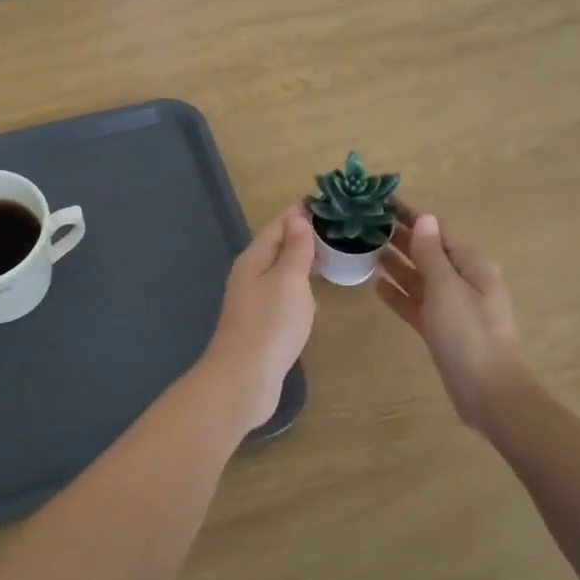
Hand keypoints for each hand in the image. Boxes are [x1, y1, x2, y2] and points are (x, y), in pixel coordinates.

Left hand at [201, 208, 317, 431]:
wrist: (245, 377)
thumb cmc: (270, 323)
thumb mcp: (289, 279)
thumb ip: (295, 249)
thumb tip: (297, 218)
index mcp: (254, 258)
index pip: (277, 225)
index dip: (298, 213)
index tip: (324, 201)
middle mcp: (249, 275)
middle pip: (275, 246)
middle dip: (300, 234)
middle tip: (333, 226)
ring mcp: (253, 300)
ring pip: (278, 269)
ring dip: (299, 259)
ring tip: (327, 253)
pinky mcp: (260, 323)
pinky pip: (281, 292)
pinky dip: (297, 283)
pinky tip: (311, 291)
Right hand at [375, 204, 532, 434]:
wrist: (489, 393)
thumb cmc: (469, 334)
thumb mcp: (447, 288)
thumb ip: (431, 254)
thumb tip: (425, 219)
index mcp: (471, 265)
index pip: (438, 230)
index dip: (412, 215)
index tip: (383, 201)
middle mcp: (463, 281)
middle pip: (428, 252)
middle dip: (402, 236)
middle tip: (367, 222)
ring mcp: (452, 307)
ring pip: (420, 277)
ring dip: (397, 262)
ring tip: (367, 248)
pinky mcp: (441, 329)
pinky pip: (416, 303)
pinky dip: (399, 293)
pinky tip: (377, 285)